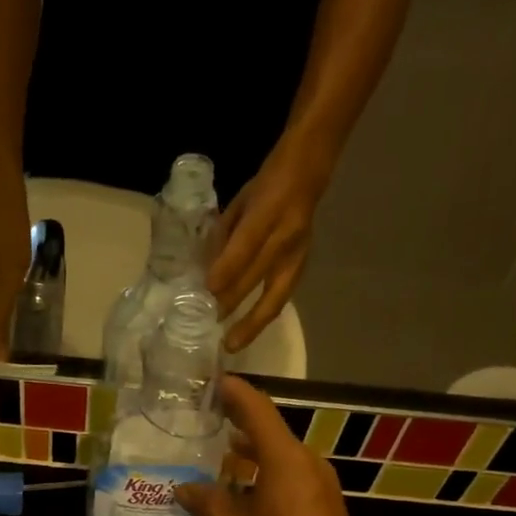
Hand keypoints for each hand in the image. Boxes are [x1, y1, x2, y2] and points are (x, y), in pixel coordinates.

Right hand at [175, 378, 373, 515]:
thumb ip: (209, 504)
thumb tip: (184, 488)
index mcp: (286, 461)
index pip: (257, 411)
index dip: (234, 393)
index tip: (211, 380)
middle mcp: (308, 465)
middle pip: (270, 432)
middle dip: (238, 424)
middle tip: (204, 418)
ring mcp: (320, 487)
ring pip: (281, 458)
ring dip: (251, 454)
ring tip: (216, 455)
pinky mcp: (324, 509)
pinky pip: (290, 478)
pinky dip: (265, 475)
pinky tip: (241, 492)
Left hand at [207, 143, 328, 353]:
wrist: (309, 171)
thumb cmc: (267, 185)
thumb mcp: (239, 202)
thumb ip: (224, 236)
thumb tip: (206, 271)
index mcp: (267, 212)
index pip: (245, 246)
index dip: (226, 269)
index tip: (207, 290)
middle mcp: (285, 236)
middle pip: (257, 277)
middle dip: (231, 302)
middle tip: (208, 324)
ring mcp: (297, 254)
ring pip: (275, 296)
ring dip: (252, 322)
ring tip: (233, 343)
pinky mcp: (302, 266)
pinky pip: (281, 297)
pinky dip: (263, 315)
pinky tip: (248, 330)